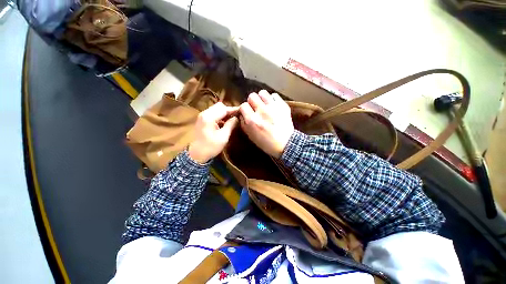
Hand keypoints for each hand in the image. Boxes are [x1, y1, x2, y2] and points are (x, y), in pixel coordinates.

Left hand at [188, 102, 238, 163]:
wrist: (196, 155)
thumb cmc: (210, 147)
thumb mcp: (223, 137)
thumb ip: (231, 125)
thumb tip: (237, 118)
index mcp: (209, 117)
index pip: (224, 109)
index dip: (234, 110)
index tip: (242, 111)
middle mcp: (204, 113)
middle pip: (219, 106)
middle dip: (229, 110)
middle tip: (236, 116)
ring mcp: (202, 116)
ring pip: (216, 109)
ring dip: (224, 113)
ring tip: (232, 119)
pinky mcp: (202, 120)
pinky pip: (213, 113)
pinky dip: (220, 116)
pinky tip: (225, 122)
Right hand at [239, 90, 293, 157]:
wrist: (285, 144)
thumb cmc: (266, 143)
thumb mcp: (250, 136)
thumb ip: (243, 123)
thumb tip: (241, 114)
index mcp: (252, 120)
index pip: (243, 105)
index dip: (244, 109)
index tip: (247, 113)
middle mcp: (261, 111)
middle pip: (252, 96)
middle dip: (252, 102)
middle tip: (256, 108)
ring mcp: (273, 107)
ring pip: (262, 93)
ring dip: (262, 98)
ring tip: (264, 105)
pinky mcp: (282, 106)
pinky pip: (274, 95)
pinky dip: (272, 100)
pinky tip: (273, 106)